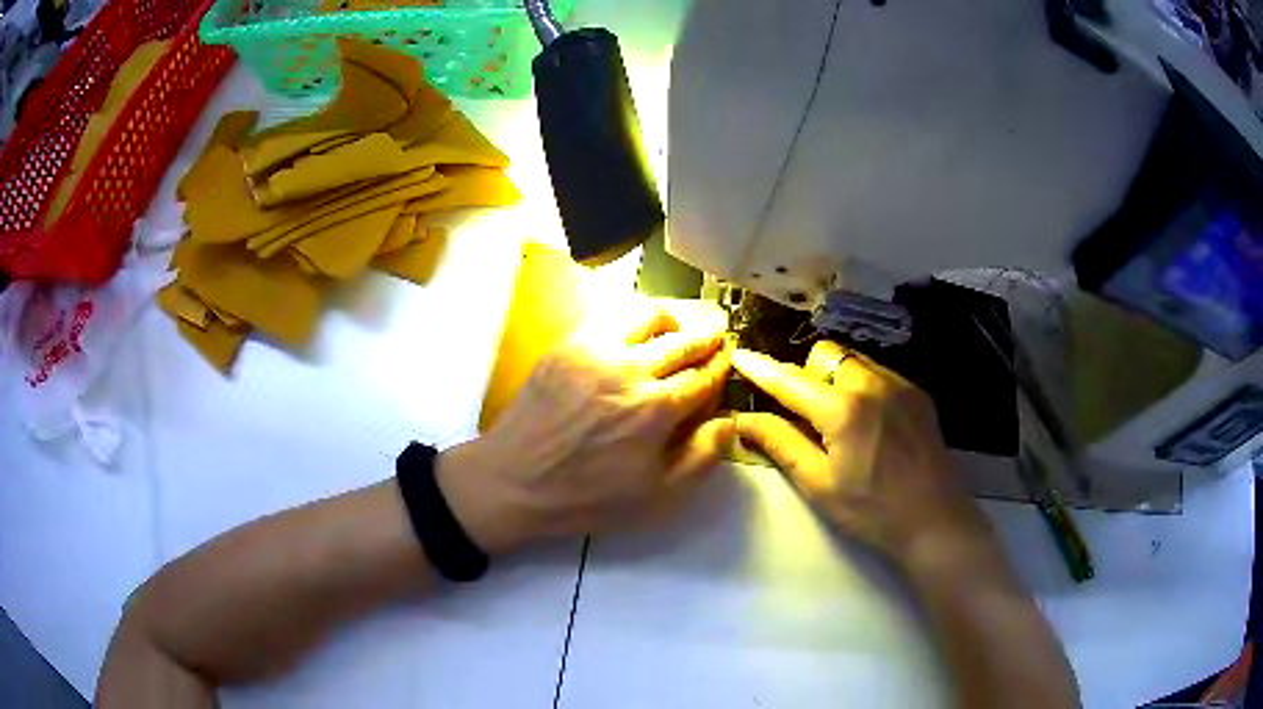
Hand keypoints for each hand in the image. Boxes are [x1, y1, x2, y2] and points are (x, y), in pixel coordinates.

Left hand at [438, 300, 734, 553]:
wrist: (516, 480)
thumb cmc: (589, 496)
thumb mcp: (658, 498)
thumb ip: (702, 457)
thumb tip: (729, 420)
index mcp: (657, 409)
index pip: (705, 376)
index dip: (721, 368)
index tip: (727, 364)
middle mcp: (631, 369)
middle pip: (684, 341)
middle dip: (707, 338)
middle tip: (716, 337)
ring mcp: (596, 350)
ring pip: (648, 315)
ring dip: (673, 318)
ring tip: (679, 327)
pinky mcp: (568, 345)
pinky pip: (610, 317)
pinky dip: (634, 318)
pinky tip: (636, 333)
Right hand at [732, 341, 1001, 570]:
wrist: (935, 520)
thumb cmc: (872, 511)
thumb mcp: (819, 485)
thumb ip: (781, 444)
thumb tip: (743, 420)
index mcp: (843, 410)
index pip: (790, 380)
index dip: (762, 368)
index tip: (740, 355)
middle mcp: (872, 384)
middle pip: (825, 355)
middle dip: (807, 374)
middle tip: (806, 414)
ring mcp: (900, 385)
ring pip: (854, 360)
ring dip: (836, 378)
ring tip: (840, 419)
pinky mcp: (918, 394)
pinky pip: (879, 372)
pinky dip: (863, 386)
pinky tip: (870, 422)